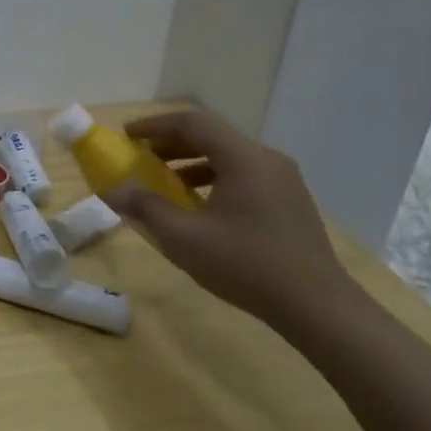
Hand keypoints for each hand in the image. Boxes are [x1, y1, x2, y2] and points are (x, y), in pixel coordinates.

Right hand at [106, 109, 346, 324]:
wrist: (317, 307)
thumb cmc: (246, 265)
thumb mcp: (184, 237)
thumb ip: (145, 207)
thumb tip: (112, 188)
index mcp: (244, 159)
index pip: (193, 123)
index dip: (155, 125)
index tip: (127, 136)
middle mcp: (267, 160)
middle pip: (212, 136)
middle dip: (170, 143)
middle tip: (139, 157)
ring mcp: (283, 180)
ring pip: (228, 156)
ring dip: (190, 162)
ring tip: (163, 182)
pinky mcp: (289, 201)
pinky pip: (243, 175)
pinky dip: (213, 178)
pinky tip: (198, 205)